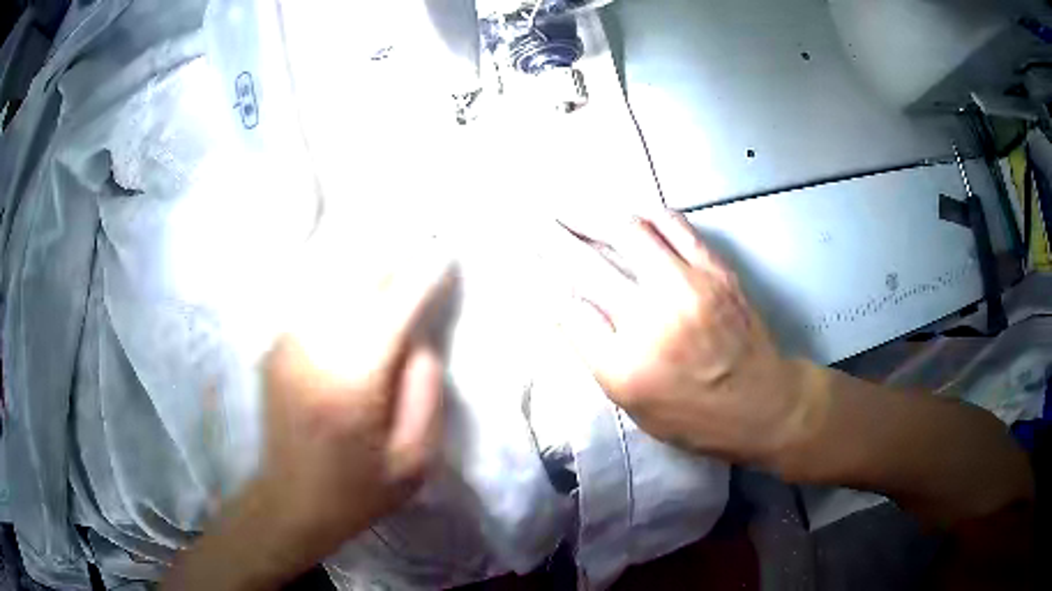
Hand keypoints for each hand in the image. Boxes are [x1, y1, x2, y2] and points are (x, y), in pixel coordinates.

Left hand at [165, 260, 457, 590]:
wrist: (290, 501)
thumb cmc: (358, 490)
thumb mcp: (414, 461)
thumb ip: (426, 394)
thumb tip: (420, 339)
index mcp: (352, 383)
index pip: (394, 310)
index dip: (423, 278)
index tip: (447, 256)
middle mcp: (314, 350)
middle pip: (359, 283)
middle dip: (395, 259)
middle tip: (423, 241)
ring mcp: (287, 344)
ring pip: (331, 281)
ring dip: (365, 263)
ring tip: (393, 249)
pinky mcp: (276, 347)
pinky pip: (312, 298)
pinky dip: (338, 281)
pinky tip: (356, 276)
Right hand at [560, 211, 820, 466]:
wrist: (763, 404)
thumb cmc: (694, 416)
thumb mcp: (634, 404)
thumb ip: (595, 353)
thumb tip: (565, 304)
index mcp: (625, 366)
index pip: (568, 310)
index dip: (543, 280)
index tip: (528, 261)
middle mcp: (651, 320)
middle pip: (587, 265)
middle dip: (553, 239)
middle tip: (536, 223)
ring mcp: (687, 287)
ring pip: (627, 232)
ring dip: (592, 216)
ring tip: (573, 211)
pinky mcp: (715, 269)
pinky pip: (672, 225)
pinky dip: (643, 213)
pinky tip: (627, 211)